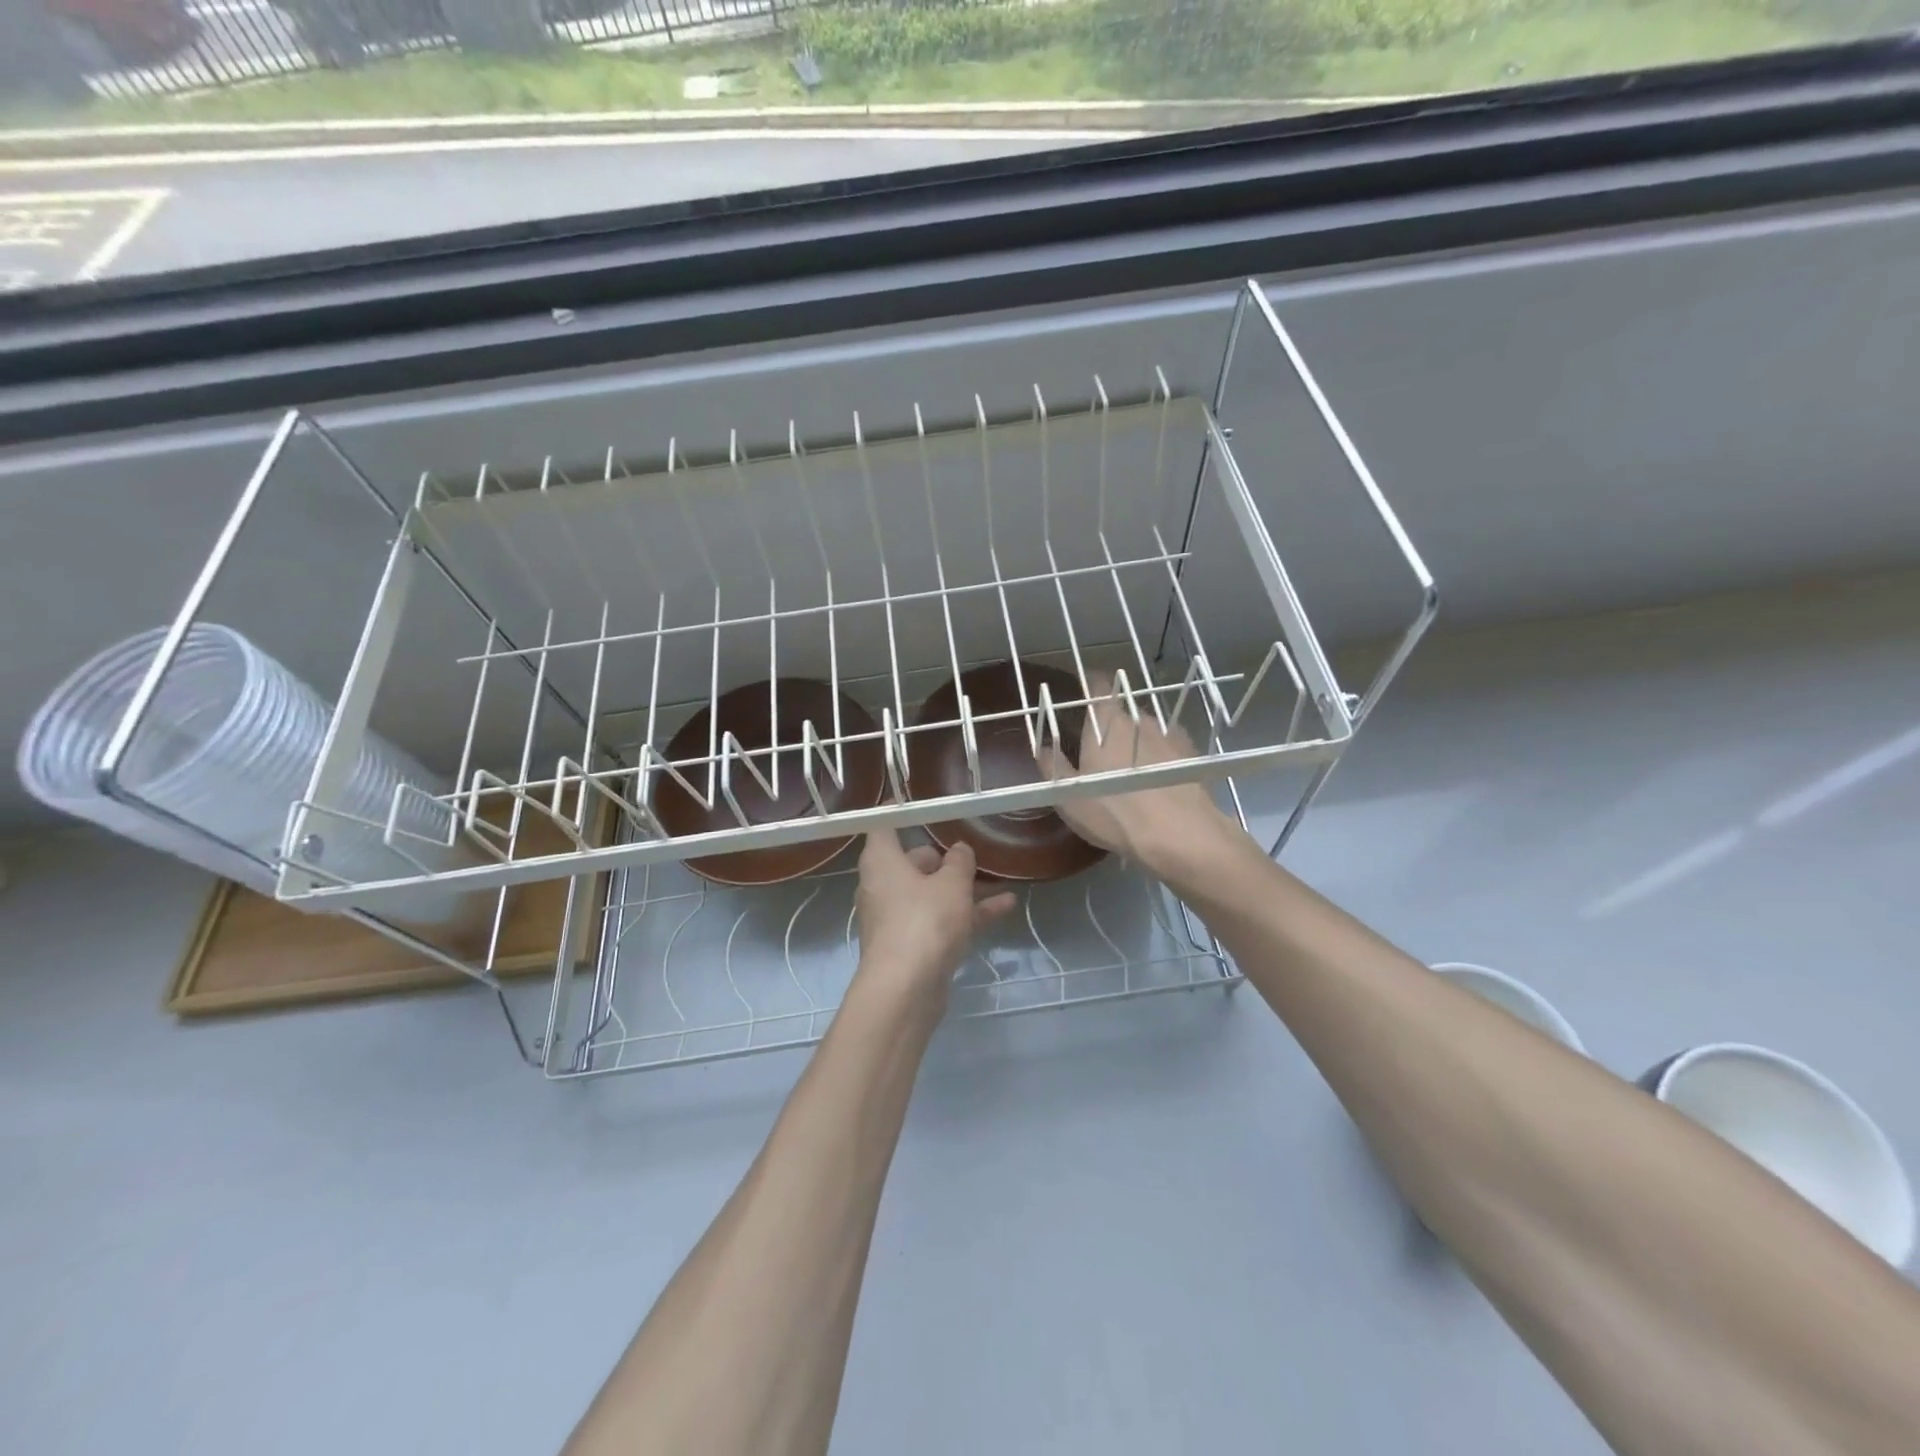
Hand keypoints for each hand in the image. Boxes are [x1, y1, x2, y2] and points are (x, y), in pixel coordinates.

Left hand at [852, 829, 1016, 1009]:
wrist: (905, 991)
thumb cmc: (924, 921)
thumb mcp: (952, 884)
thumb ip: (959, 863)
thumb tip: (959, 851)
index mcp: (881, 862)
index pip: (883, 826)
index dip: (899, 812)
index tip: (919, 802)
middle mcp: (882, 887)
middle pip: (912, 862)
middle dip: (943, 859)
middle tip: (972, 850)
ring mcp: (896, 919)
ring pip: (931, 894)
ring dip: (963, 888)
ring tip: (998, 878)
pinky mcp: (911, 946)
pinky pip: (940, 920)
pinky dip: (966, 914)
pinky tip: (1004, 908)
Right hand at [1037, 673, 1242, 877]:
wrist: (1179, 833)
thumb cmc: (1114, 811)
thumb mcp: (1069, 795)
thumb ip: (1053, 766)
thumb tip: (1043, 747)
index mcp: (1105, 722)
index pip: (1097, 685)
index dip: (1090, 683)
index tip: (1083, 691)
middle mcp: (1139, 718)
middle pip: (1122, 711)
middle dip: (1111, 725)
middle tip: (1101, 750)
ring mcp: (1169, 734)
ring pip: (1146, 730)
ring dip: (1137, 742)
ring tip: (1131, 769)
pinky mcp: (1191, 755)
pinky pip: (1169, 747)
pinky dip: (1161, 756)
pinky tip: (1158, 779)